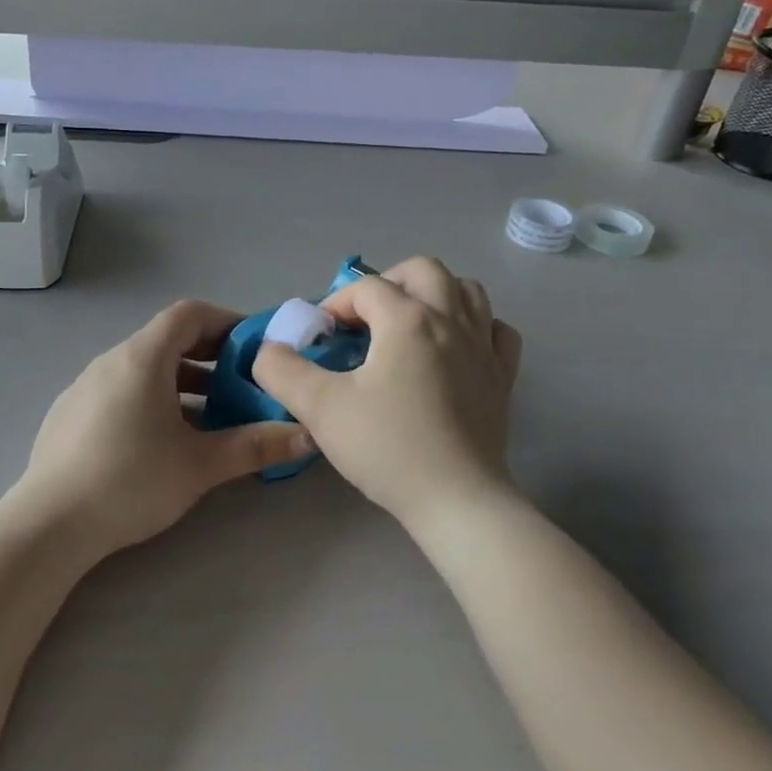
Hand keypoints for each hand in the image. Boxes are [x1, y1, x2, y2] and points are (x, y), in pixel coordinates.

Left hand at [8, 300, 313, 555]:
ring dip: (182, 383)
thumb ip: (256, 446)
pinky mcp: (70, 413)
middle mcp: (111, 361)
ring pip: (143, 369)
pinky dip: (151, 399)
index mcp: (142, 358)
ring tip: (210, 417)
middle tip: (241, 384)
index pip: (189, 314)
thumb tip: (308, 436)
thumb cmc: (131, 481)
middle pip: (167, 340)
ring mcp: (85, 386)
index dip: (226, 321)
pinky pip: (120, 390)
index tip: (253, 347)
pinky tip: (161, 441)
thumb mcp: (201, 465)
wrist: (49, 524)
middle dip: (209, 357)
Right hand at [253, 257, 521, 526]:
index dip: (336, 304)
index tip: (321, 338)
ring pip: (466, 290)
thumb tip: (268, 350)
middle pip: (423, 270)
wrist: (457, 501)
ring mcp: (484, 346)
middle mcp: (451, 319)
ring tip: (408, 324)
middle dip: (388, 283)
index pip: (365, 287)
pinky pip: (496, 330)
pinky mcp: (503, 376)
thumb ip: (282, 370)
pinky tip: (456, 347)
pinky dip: (476, 325)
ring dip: (434, 294)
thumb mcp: (320, 408)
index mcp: (408, 319)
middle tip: (365, 318)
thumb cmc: (388, 448)